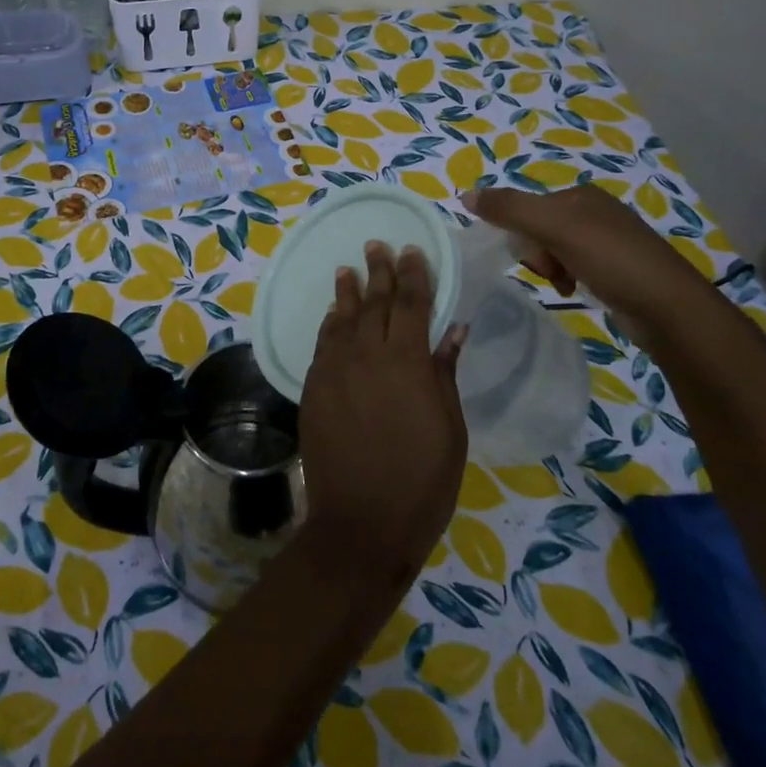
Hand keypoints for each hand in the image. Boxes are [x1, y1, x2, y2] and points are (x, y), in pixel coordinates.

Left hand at [297, 242, 466, 586]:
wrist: (362, 521)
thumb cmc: (423, 481)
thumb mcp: (450, 428)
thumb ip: (444, 373)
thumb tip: (452, 329)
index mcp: (408, 363)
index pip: (412, 304)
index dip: (413, 275)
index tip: (412, 250)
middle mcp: (367, 356)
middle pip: (374, 303)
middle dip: (378, 271)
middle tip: (377, 245)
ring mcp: (335, 371)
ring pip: (342, 319)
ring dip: (347, 292)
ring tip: (349, 268)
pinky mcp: (313, 389)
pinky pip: (322, 344)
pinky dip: (329, 324)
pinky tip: (333, 315)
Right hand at [462, 184, 717, 342]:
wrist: (668, 307)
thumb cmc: (610, 259)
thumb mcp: (554, 228)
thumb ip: (509, 209)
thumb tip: (466, 195)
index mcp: (581, 195)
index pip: (528, 207)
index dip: (520, 233)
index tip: (531, 257)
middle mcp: (595, 212)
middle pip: (539, 228)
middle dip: (537, 253)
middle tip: (551, 272)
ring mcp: (608, 241)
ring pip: (554, 250)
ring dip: (550, 269)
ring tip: (564, 286)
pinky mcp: (617, 268)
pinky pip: (574, 267)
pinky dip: (567, 279)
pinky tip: (575, 292)